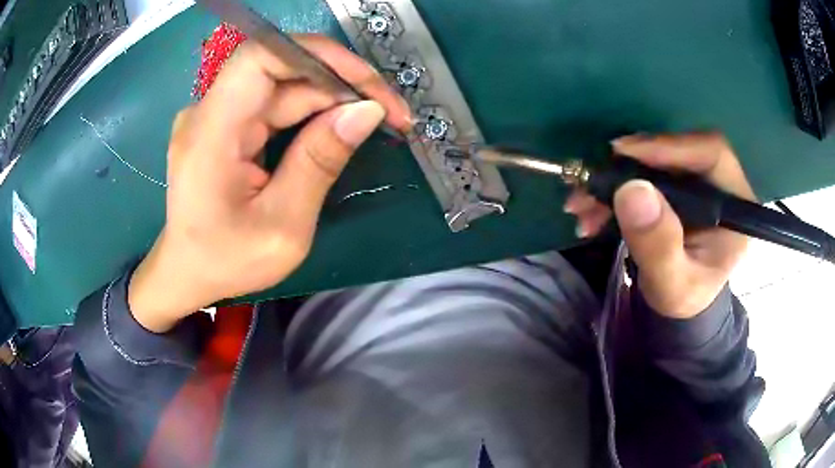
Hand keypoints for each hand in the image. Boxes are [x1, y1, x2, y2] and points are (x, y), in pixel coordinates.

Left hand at [129, 36, 411, 331]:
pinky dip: (312, 112)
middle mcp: (209, 112)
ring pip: (283, 88)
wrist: (187, 274)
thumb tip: (366, 111)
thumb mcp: (282, 226)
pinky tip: (340, 128)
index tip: (368, 82)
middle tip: (391, 113)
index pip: (261, 58)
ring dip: (332, 99)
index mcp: (211, 132)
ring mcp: (216, 116)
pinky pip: (274, 105)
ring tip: (376, 121)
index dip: (318, 55)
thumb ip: (319, 163)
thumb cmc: (226, 261)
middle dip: (341, 85)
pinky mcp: (225, 125)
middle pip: (281, 72)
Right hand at [564, 133, 755, 318]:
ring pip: (654, 160)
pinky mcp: (675, 185)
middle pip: (677, 151)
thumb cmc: (684, 299)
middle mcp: (717, 183)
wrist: (679, 304)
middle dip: (630, 165)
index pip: (710, 153)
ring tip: (581, 205)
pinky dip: (612, 188)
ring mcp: (695, 181)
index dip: (671, 146)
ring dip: (613, 178)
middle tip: (592, 182)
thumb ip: (659, 246)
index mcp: (735, 204)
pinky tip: (590, 210)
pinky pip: (642, 173)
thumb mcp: (672, 285)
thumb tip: (632, 190)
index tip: (625, 153)